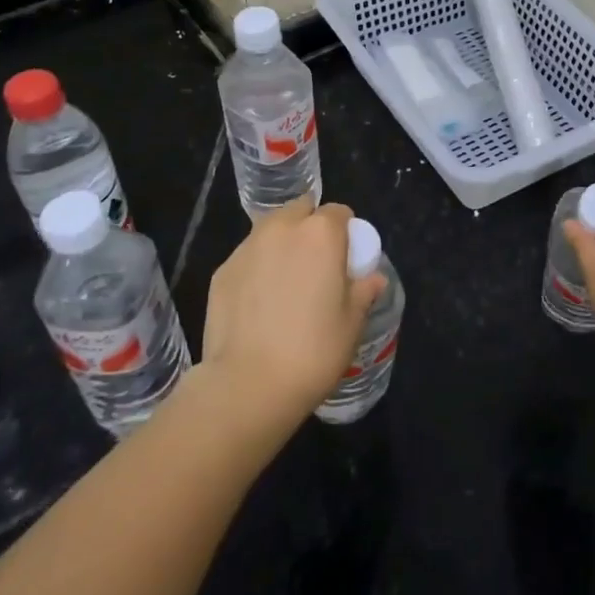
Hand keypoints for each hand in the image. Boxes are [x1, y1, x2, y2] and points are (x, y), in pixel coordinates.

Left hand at [200, 198, 384, 426]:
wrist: (247, 385)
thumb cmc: (312, 351)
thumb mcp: (352, 323)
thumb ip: (363, 292)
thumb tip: (373, 279)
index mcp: (320, 234)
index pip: (339, 212)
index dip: (346, 232)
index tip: (346, 259)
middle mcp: (282, 229)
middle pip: (301, 210)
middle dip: (310, 226)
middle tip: (316, 265)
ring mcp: (246, 248)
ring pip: (270, 230)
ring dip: (282, 243)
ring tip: (285, 282)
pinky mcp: (221, 271)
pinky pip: (248, 257)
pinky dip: (257, 268)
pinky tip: (259, 303)